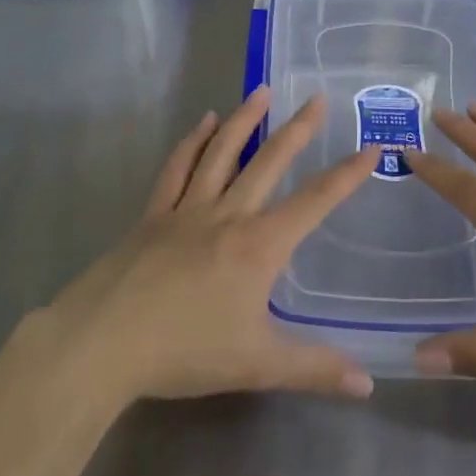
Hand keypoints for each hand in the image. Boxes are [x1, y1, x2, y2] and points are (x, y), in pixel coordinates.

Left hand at [30, 87, 377, 405]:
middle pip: (268, 162)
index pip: (314, 202)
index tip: (370, 148)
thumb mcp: (257, 365)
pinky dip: (192, 141)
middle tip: (317, 97)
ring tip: (262, 91)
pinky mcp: (154, 214)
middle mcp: (227, 214)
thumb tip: (368, 384)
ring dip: (244, 119)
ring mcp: (187, 209)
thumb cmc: (185, 351)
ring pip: (222, 152)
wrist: (105, 341)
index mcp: (258, 245)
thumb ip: (314, 369)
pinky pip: (178, 168)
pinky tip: (203, 122)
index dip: (346, 175)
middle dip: (297, 129)